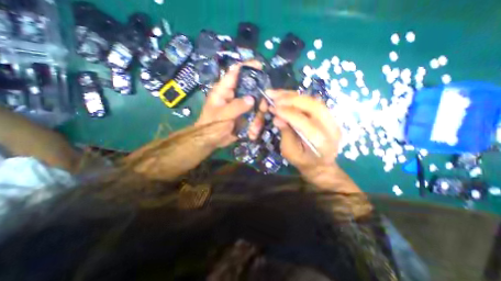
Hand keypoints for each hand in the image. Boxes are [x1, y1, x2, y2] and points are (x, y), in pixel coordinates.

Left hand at [195, 60, 265, 148]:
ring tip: (254, 129)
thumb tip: (252, 99)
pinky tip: (251, 134)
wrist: (211, 140)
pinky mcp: (245, 115)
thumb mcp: (222, 115)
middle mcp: (235, 95)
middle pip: (252, 90)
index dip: (247, 66)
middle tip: (263, 109)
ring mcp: (241, 106)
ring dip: (258, 118)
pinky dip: (255, 126)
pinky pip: (255, 117)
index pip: (235, 72)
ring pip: (256, 106)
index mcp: (225, 90)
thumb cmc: (211, 126)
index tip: (260, 66)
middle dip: (260, 101)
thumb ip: (236, 106)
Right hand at [268, 90, 342, 173]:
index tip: (272, 107)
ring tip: (277, 93)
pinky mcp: (329, 115)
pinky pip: (313, 101)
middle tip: (273, 96)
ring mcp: (333, 120)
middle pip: (313, 105)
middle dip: (290, 99)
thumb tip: (277, 118)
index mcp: (321, 142)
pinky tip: (286, 96)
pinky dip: (298, 97)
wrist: (321, 165)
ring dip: (293, 95)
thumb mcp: (290, 152)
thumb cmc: (303, 161)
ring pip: (314, 100)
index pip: (304, 122)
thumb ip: (285, 134)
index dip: (287, 113)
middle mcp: (331, 128)